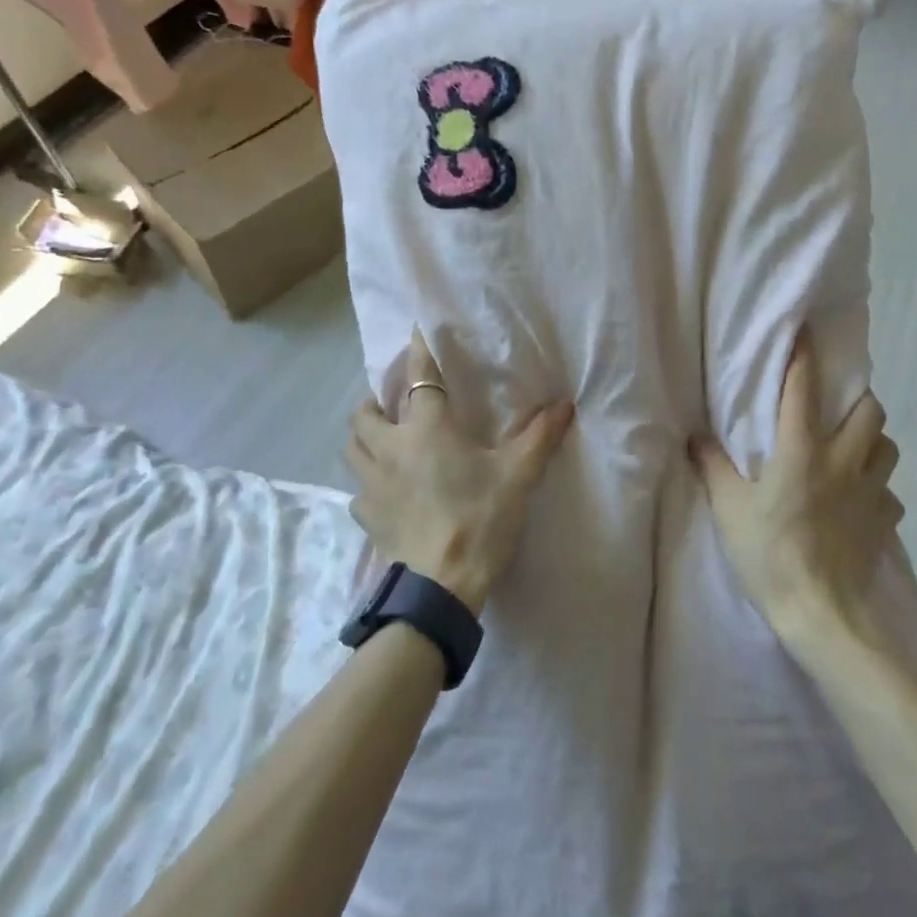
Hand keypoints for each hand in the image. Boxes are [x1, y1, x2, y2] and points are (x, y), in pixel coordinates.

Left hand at [344, 330, 574, 615]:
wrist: (442, 586)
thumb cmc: (480, 518)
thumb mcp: (518, 475)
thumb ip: (540, 437)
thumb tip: (565, 404)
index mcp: (427, 430)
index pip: (421, 379)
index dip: (418, 352)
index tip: (414, 330)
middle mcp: (392, 448)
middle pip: (364, 412)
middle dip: (373, 401)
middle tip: (391, 403)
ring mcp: (372, 485)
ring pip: (351, 449)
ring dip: (362, 438)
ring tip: (381, 441)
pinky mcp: (367, 518)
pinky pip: (358, 491)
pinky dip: (368, 484)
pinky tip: (386, 492)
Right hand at [690, 333, 904, 655]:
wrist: (821, 615)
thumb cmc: (769, 554)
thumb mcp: (729, 509)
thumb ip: (714, 466)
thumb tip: (696, 435)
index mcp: (802, 450)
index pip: (804, 389)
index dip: (804, 356)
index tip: (805, 332)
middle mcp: (843, 461)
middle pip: (869, 410)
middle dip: (857, 398)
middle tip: (837, 406)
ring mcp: (870, 493)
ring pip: (888, 447)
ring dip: (872, 439)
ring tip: (852, 448)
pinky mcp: (885, 524)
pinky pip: (889, 495)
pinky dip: (877, 489)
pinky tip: (860, 502)